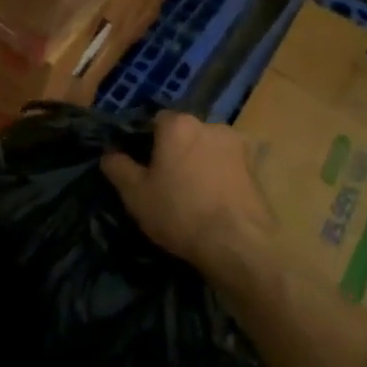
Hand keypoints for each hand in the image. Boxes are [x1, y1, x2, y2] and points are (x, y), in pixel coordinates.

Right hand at [101, 112, 275, 291]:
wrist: (238, 245)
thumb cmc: (179, 212)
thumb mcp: (135, 194)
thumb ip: (118, 167)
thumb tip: (110, 154)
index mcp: (178, 125)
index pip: (154, 121)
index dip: (144, 142)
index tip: (140, 166)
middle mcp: (210, 125)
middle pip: (184, 134)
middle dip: (174, 151)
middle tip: (163, 182)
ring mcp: (238, 146)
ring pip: (207, 149)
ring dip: (198, 163)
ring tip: (190, 194)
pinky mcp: (257, 169)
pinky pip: (226, 167)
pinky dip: (217, 177)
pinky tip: (211, 202)